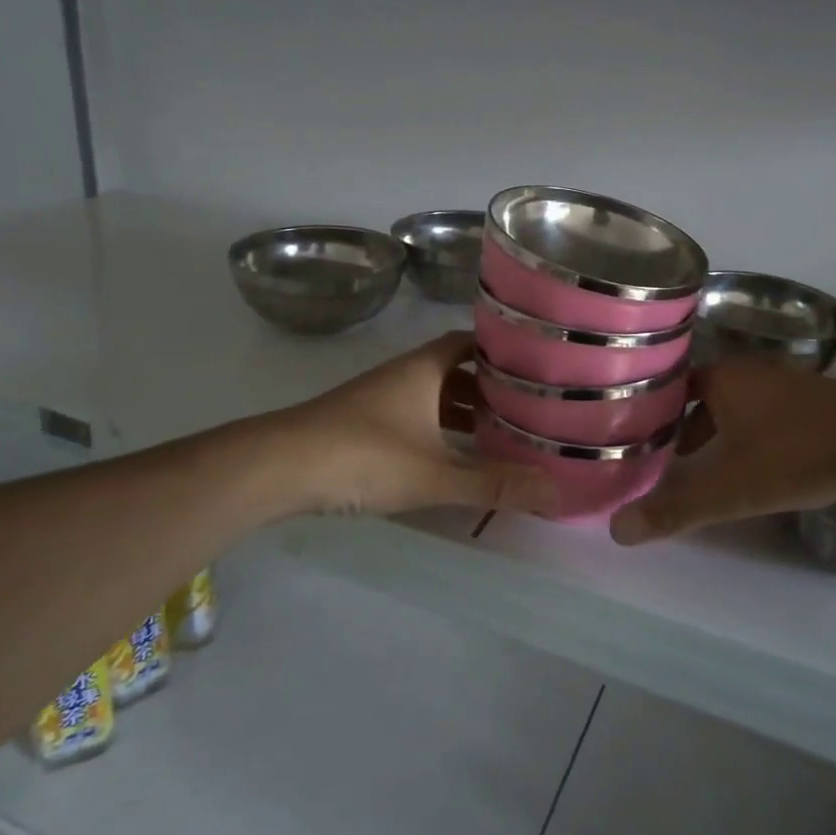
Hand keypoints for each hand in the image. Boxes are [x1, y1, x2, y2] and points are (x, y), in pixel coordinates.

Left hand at [281, 332, 555, 518]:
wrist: (279, 467)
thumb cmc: (364, 456)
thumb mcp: (435, 473)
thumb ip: (494, 484)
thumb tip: (556, 492)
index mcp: (424, 368)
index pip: (470, 342)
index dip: (500, 350)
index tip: (534, 366)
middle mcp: (403, 375)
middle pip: (455, 371)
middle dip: (489, 389)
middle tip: (527, 410)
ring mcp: (379, 399)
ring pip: (432, 397)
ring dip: (462, 413)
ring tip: (499, 437)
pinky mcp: (361, 425)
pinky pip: (413, 418)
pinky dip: (436, 431)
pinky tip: (448, 458)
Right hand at [609, 361, 835, 544]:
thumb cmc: (795, 455)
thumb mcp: (730, 489)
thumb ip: (675, 509)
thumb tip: (617, 530)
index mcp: (724, 377)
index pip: (673, 386)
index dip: (655, 411)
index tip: (639, 437)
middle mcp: (753, 370)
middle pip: (705, 395)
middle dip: (687, 426)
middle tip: (670, 458)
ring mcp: (789, 381)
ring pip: (740, 404)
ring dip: (723, 430)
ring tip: (712, 465)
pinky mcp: (819, 398)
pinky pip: (771, 411)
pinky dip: (756, 432)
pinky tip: (764, 462)